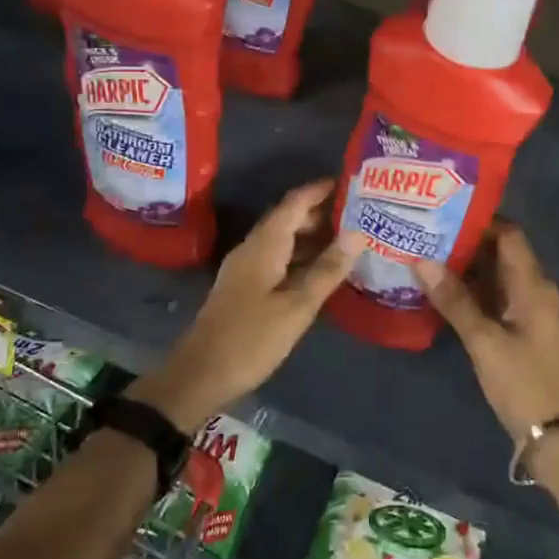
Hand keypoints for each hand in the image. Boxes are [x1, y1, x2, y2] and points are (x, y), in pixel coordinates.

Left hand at [128, 180, 367, 430]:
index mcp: (264, 245)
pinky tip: (322, 272)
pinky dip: (301, 258)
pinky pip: (278, 260)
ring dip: (312, 237)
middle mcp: (253, 249)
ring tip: (348, 240)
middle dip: (320, 213)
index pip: (294, 203)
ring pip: (283, 241)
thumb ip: (327, 269)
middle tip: (358, 214)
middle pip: (288, 219)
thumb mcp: (296, 306)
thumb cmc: (251, 339)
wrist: (200, 375)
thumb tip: (357, 233)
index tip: (350, 183)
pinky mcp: (245, 288)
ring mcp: (246, 269)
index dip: (320, 190)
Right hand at [417, 223, 558, 443]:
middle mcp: (536, 290)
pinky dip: (473, 293)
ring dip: (467, 270)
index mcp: (533, 285)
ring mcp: (531, 312)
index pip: (509, 235)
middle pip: (501, 254)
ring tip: (426, 260)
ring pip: (497, 277)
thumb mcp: (484, 341)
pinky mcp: (524, 331)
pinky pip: (497, 299)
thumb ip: (454, 300)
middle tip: (425, 237)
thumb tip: (421, 260)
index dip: (478, 222)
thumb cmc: (523, 382)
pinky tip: (443, 296)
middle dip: (466, 244)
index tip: (442, 216)